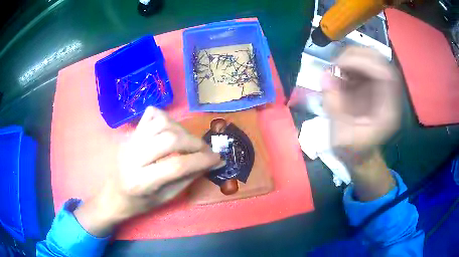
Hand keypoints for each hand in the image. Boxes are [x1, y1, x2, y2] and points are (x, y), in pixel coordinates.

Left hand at [74, 107, 221, 235]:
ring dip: (182, 130)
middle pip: (169, 139)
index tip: (217, 159)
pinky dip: (166, 118)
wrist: (113, 194)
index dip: (201, 160)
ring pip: (161, 122)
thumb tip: (210, 162)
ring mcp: (130, 141)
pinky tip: (171, 130)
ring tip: (189, 142)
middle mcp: (133, 157)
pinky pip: (151, 115)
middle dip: (194, 143)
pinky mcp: (130, 133)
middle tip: (205, 151)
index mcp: (140, 181)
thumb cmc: (139, 202)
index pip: (176, 165)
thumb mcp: (165, 198)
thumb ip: (187, 179)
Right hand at [323, 46, 400, 153]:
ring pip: (372, 58)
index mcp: (388, 111)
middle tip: (336, 63)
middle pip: (380, 60)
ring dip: (352, 57)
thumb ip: (334, 107)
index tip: (340, 64)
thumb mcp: (341, 137)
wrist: (359, 154)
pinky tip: (339, 71)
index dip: (364, 62)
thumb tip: (325, 76)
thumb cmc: (353, 150)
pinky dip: (350, 62)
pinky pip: (364, 63)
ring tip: (336, 68)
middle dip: (356, 55)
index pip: (385, 74)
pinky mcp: (372, 84)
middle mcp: (389, 95)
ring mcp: (381, 87)